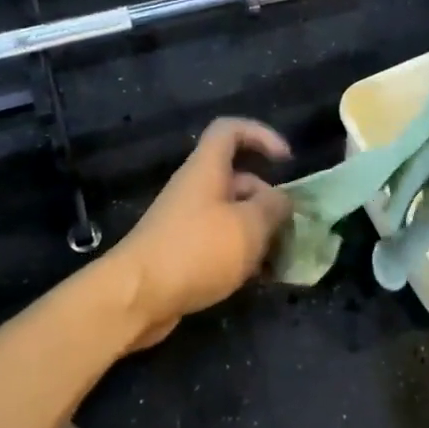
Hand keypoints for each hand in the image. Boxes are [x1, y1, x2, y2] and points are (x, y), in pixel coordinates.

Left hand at [108, 118, 293, 349]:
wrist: (137, 297)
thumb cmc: (197, 250)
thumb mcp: (249, 226)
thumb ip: (273, 207)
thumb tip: (282, 200)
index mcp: (207, 169)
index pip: (230, 130)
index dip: (261, 135)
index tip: (286, 160)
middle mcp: (195, 189)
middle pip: (238, 180)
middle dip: (268, 200)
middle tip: (292, 227)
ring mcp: (186, 222)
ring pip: (232, 216)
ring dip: (259, 232)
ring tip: (282, 258)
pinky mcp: (182, 252)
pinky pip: (219, 243)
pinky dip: (241, 255)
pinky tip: (259, 278)